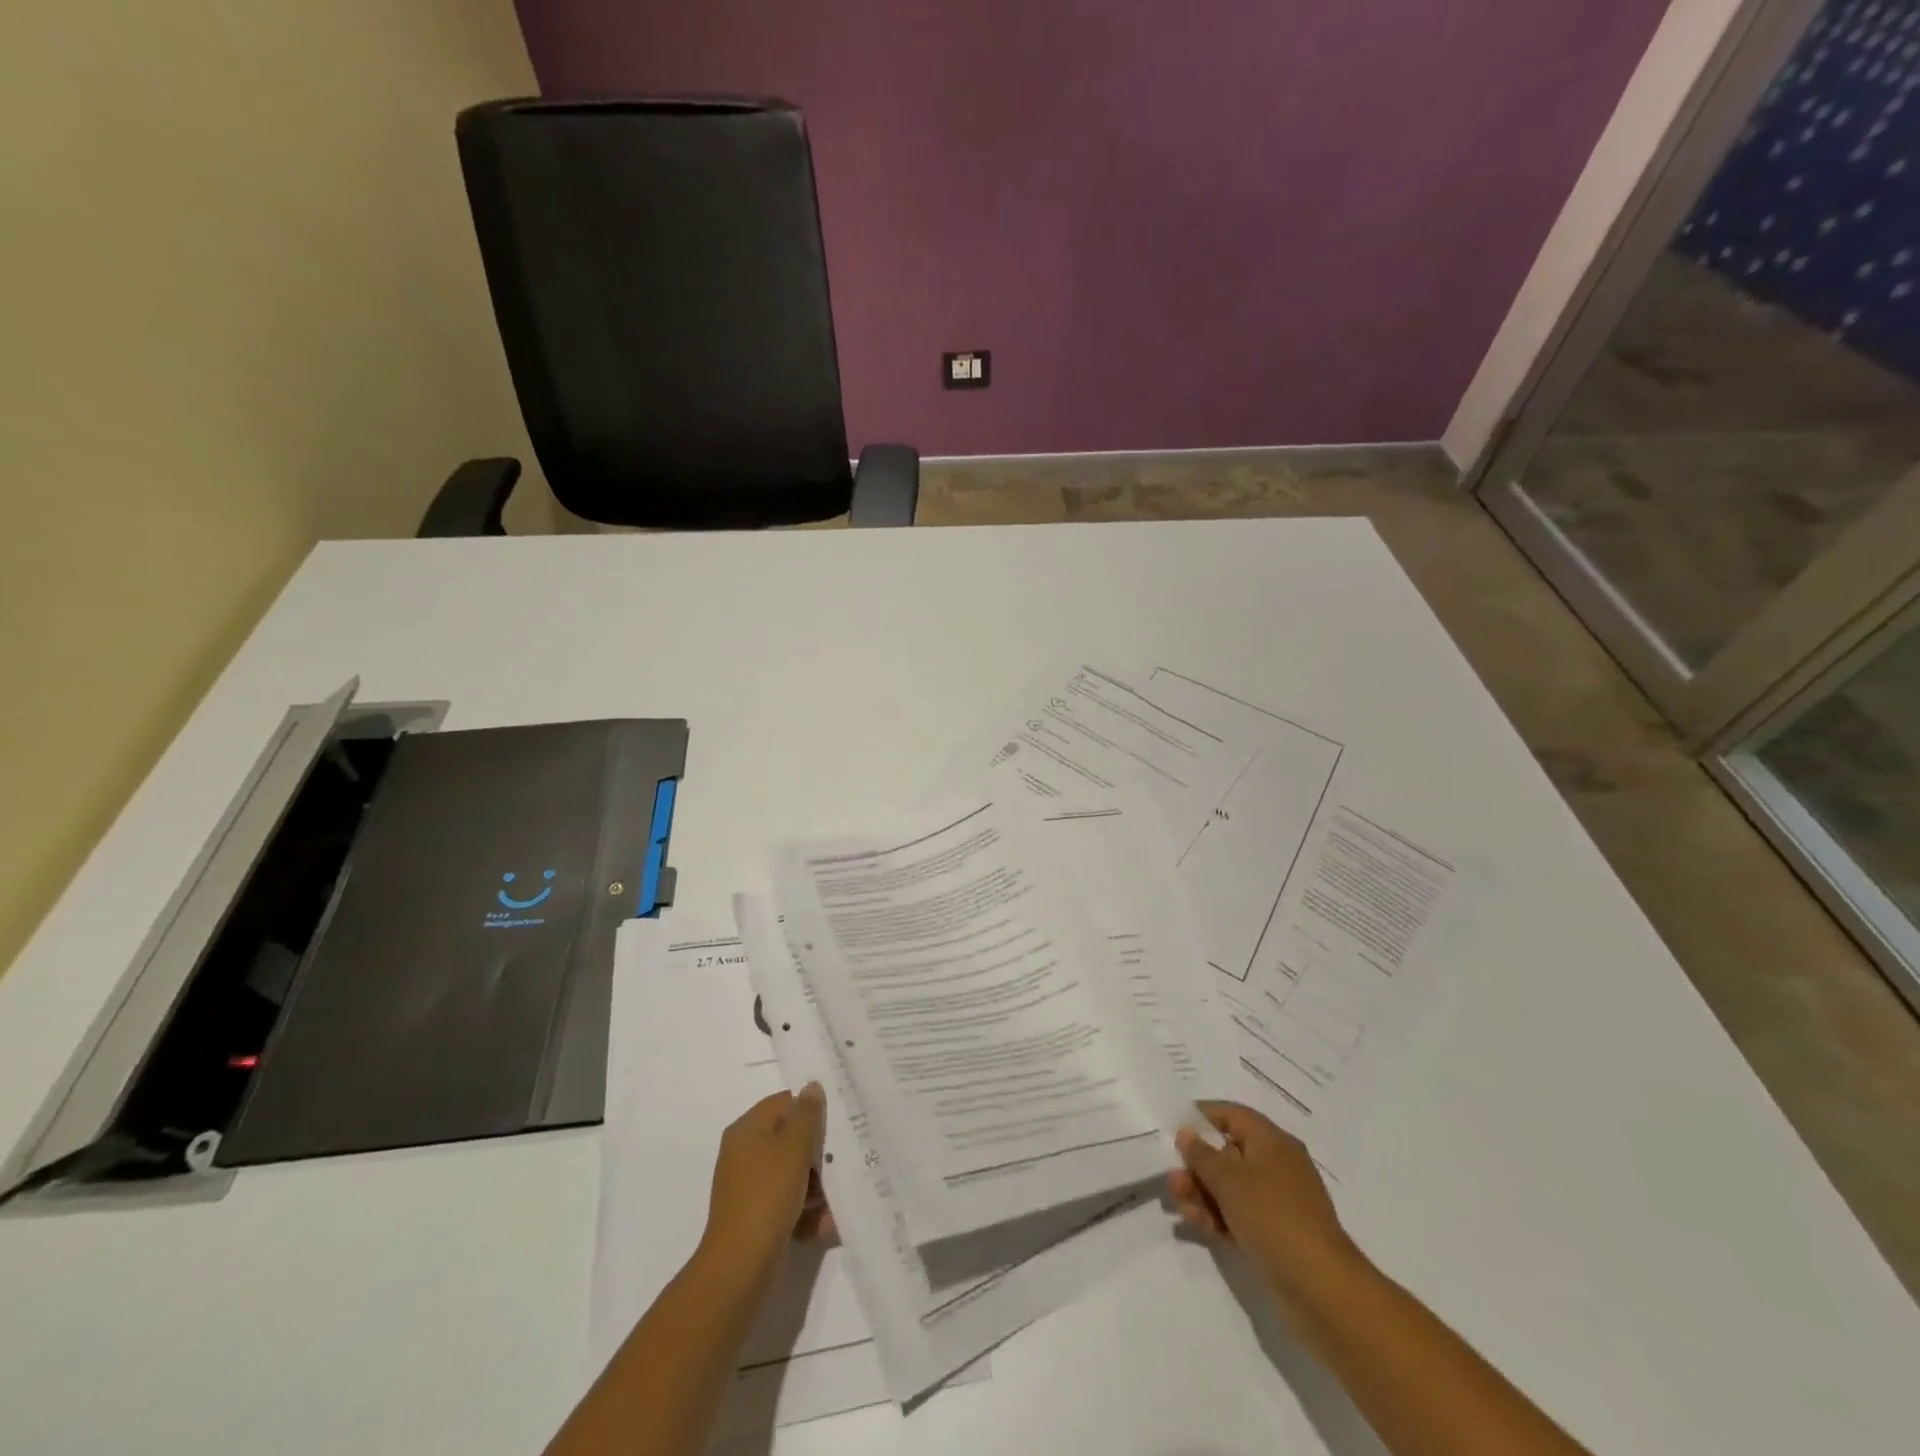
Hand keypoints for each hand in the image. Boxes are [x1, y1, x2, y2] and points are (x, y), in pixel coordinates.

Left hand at [697, 1085, 832, 1284]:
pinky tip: (826, 1223)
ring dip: (817, 1185)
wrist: (739, 1267)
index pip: (784, 1102)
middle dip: (818, 1152)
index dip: (810, 1110)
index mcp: (747, 1129)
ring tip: (837, 1199)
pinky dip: (806, 1211)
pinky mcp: (757, 1217)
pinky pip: (787, 1203)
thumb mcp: (793, 1147)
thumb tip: (812, 1087)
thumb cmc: (767, 1196)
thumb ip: (807, 1115)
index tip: (837, 1125)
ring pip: (792, 1173)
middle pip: (790, 1139)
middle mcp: (745, 1154)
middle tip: (842, 1161)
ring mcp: (750, 1187)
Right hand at [1169, 1101, 1360, 1308]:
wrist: (1321, 1289)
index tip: (1173, 1127)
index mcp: (1272, 1142)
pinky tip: (1196, 1225)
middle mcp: (1276, 1166)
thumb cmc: (1273, 1217)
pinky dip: (1217, 1216)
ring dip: (1202, 1192)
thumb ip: (1202, 1154)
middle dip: (1197, 1165)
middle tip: (1172, 1179)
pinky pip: (1239, 1215)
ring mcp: (1277, 1203)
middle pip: (1228, 1153)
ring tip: (1179, 1203)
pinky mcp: (1275, 1235)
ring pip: (1230, 1187)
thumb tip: (1187, 1133)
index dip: (1202, 1117)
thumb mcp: (1229, 1179)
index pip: (1233, 1115)